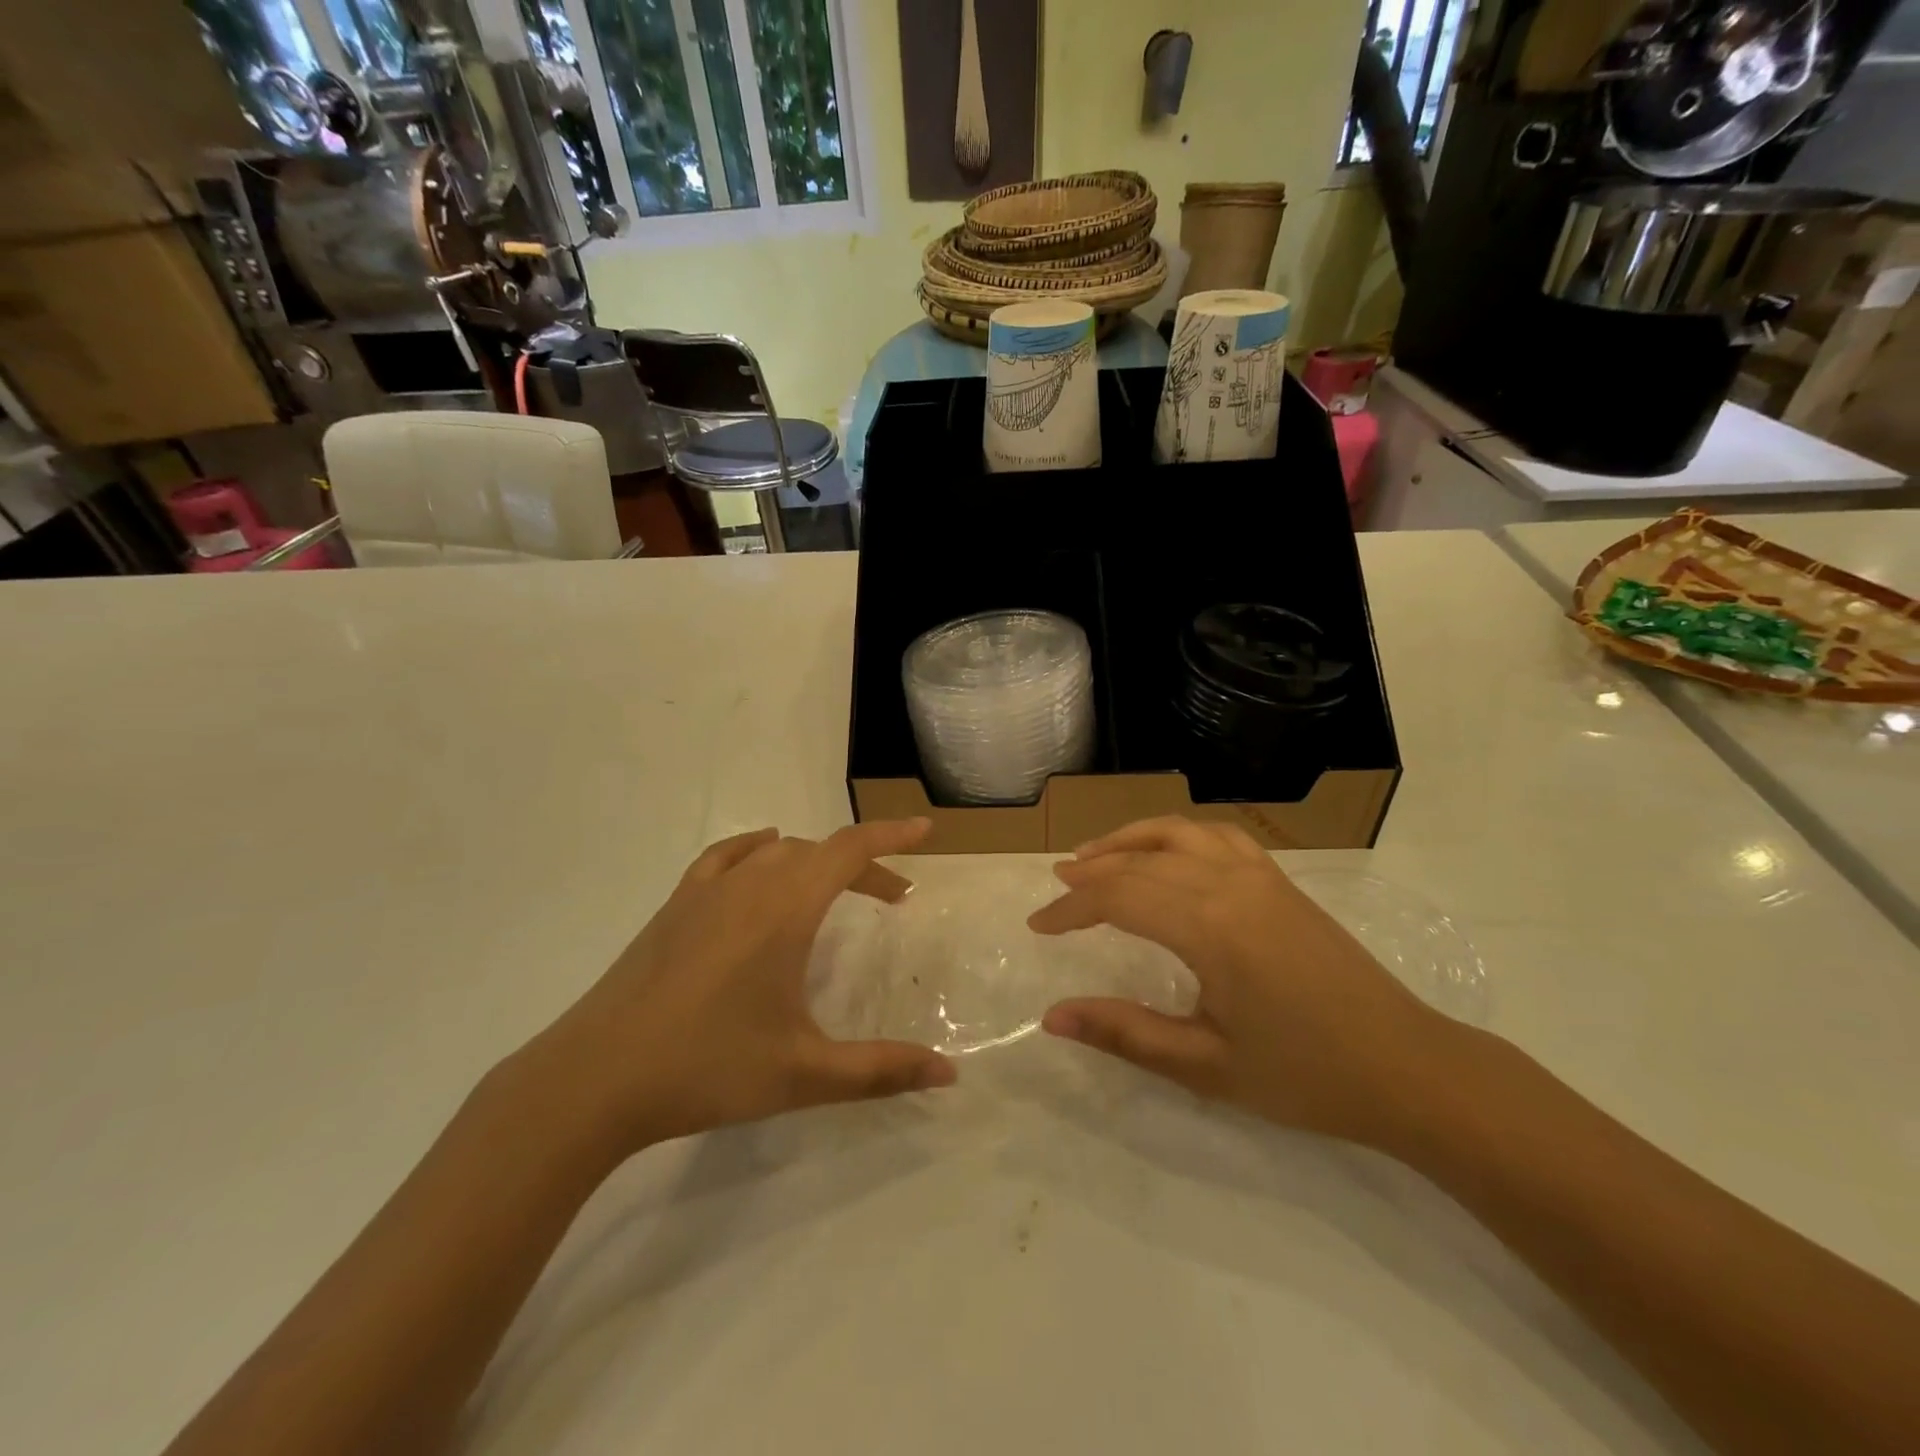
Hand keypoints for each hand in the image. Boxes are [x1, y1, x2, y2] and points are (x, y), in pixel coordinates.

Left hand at [528, 819, 955, 1157]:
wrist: (594, 1078)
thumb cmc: (707, 1068)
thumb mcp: (805, 1074)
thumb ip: (881, 1070)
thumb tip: (948, 1073)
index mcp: (785, 909)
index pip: (850, 850)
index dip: (892, 836)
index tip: (925, 831)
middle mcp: (749, 884)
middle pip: (819, 852)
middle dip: (863, 866)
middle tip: (892, 898)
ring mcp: (705, 891)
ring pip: (775, 852)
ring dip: (815, 862)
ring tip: (834, 891)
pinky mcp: (673, 907)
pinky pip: (726, 858)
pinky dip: (757, 850)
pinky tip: (760, 866)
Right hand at [1029, 817, 1452, 1147]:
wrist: (1407, 1068)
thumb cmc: (1305, 1076)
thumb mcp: (1206, 1066)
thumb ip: (1125, 1033)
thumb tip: (1052, 1018)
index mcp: (1209, 927)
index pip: (1118, 897)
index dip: (1071, 909)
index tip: (1039, 926)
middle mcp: (1230, 884)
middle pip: (1140, 861)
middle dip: (1091, 873)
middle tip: (1056, 890)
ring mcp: (1260, 876)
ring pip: (1178, 833)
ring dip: (1129, 840)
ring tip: (1096, 856)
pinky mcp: (1281, 881)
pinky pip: (1219, 836)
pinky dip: (1179, 834)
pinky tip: (1168, 852)